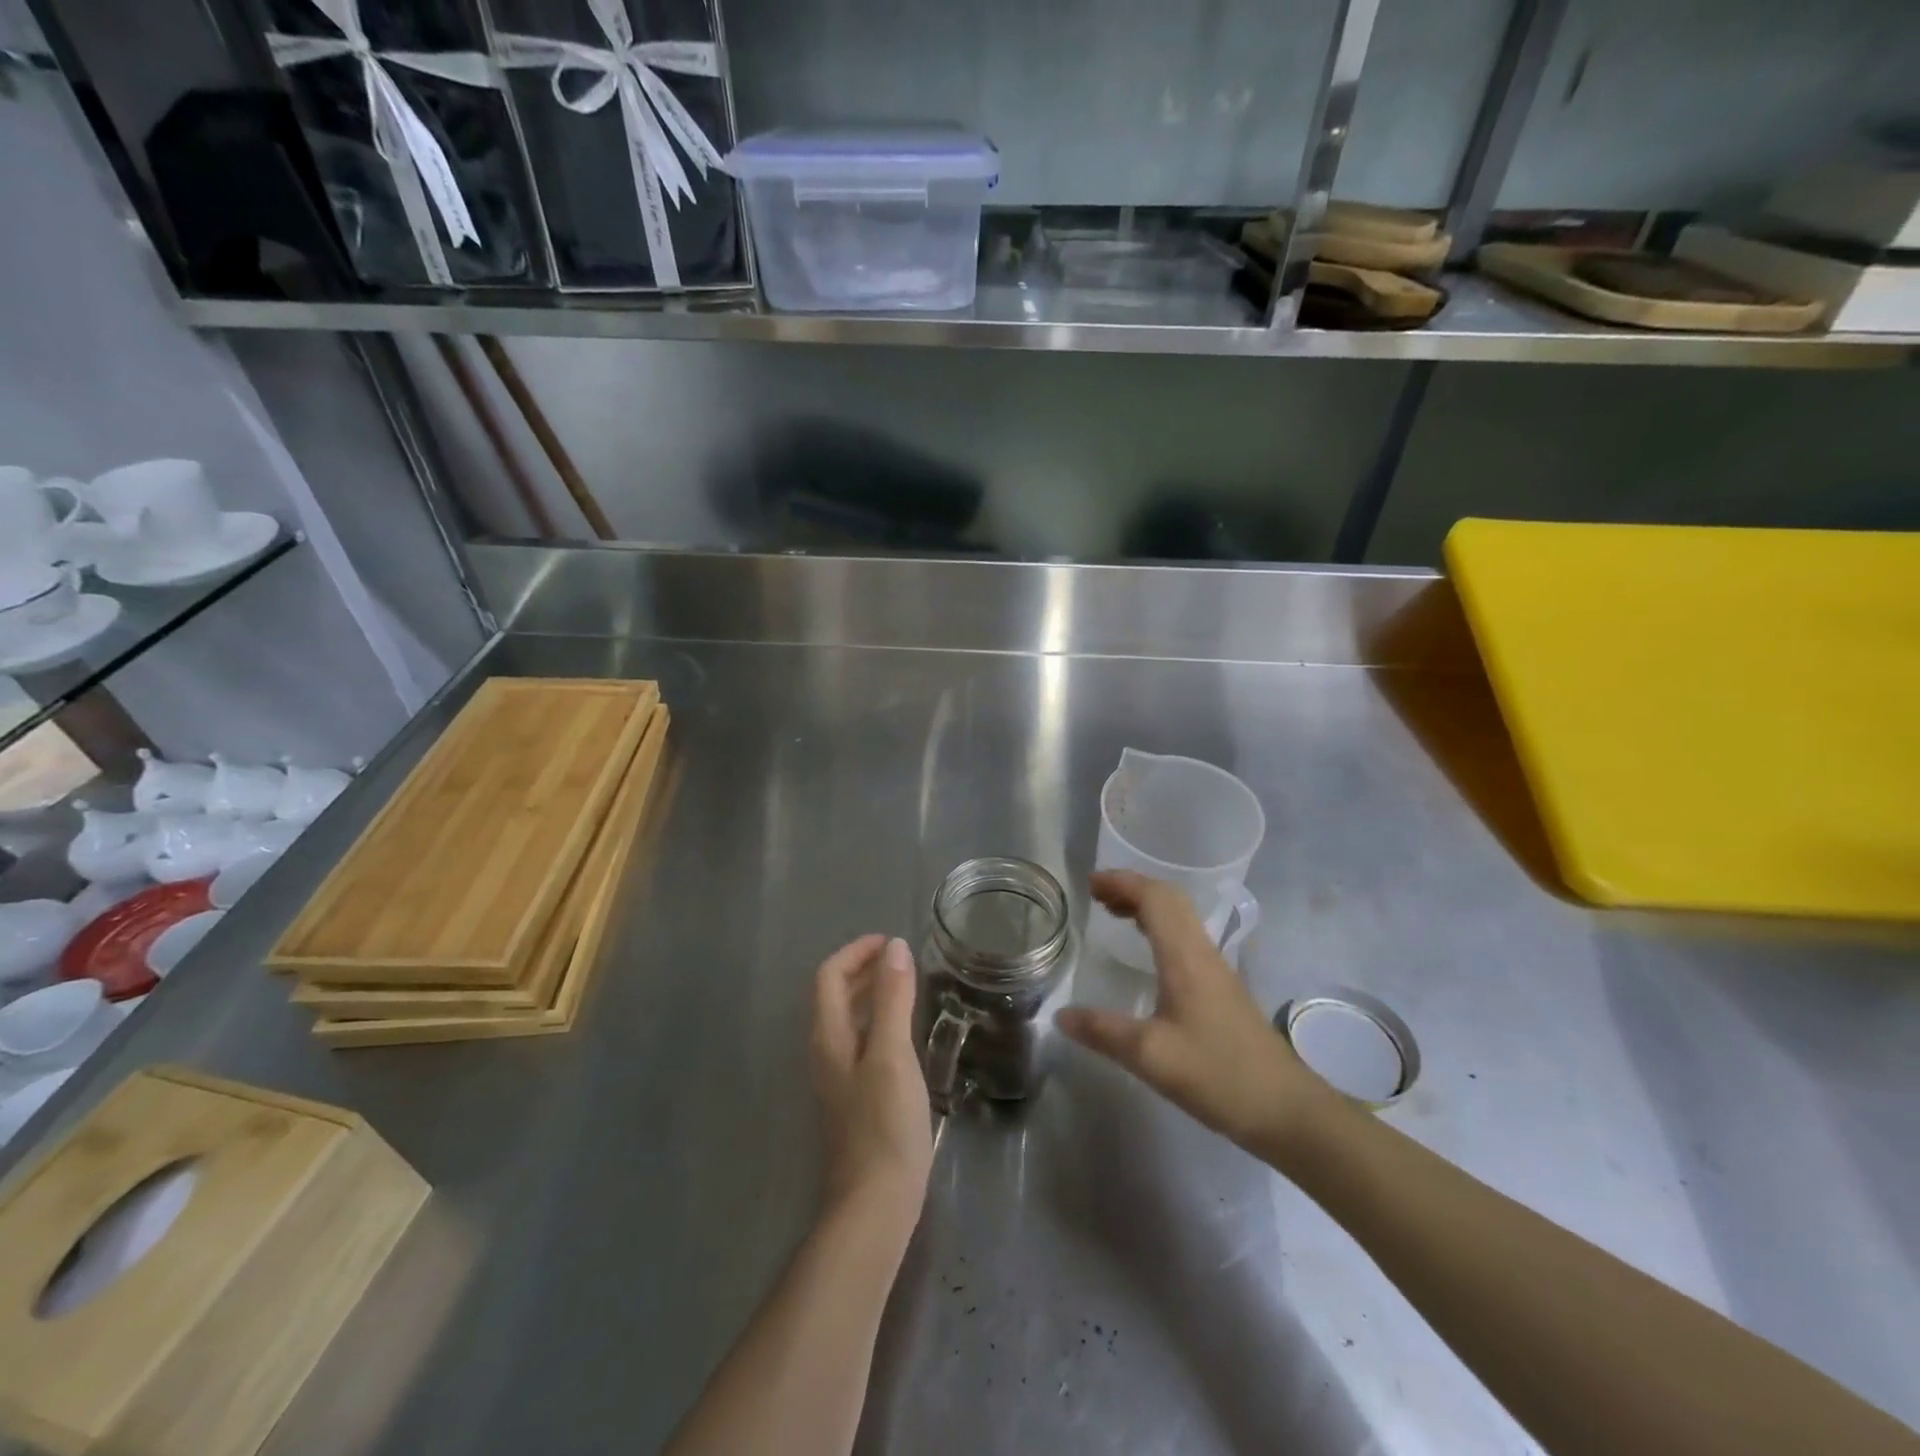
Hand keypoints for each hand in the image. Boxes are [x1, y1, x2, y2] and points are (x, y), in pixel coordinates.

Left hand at [811, 935, 933, 1233]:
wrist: (875, 1204)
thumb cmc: (883, 1125)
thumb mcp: (892, 1054)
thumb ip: (891, 999)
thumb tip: (894, 946)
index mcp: (829, 1037)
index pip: (829, 976)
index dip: (856, 952)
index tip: (890, 942)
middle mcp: (827, 1052)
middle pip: (836, 996)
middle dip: (864, 969)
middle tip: (902, 959)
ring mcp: (840, 1078)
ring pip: (850, 1020)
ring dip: (872, 994)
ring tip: (908, 986)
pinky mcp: (856, 1098)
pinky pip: (863, 1042)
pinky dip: (881, 1022)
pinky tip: (908, 1033)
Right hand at [1056, 871, 1337, 1156]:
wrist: (1287, 1110)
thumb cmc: (1219, 1076)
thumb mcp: (1150, 1057)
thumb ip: (1103, 1032)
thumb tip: (1060, 1015)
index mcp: (1185, 958)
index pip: (1155, 899)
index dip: (1122, 883)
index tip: (1090, 884)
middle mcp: (1202, 953)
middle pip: (1170, 899)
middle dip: (1132, 888)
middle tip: (1097, 896)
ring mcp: (1216, 969)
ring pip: (1181, 917)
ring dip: (1147, 906)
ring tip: (1114, 914)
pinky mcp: (1222, 988)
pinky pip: (1186, 937)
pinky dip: (1160, 927)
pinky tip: (1148, 953)